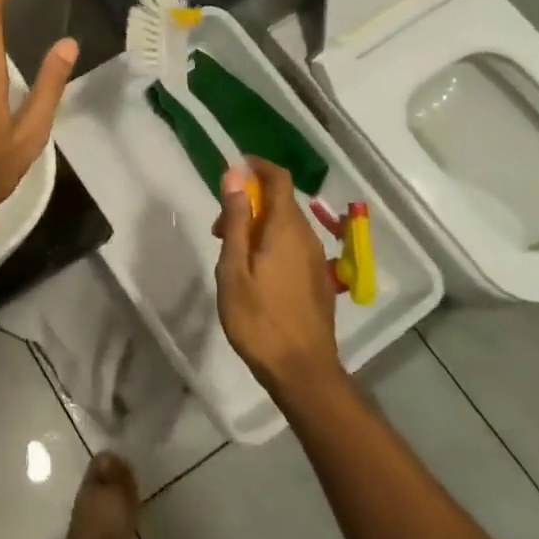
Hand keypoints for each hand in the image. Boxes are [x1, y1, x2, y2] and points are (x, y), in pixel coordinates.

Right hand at [214, 158, 345, 404]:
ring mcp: (317, 260)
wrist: (303, 371)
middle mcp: (307, 237)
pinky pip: (294, 245)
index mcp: (286, 229)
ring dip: (259, 224)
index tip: (233, 169)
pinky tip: (255, 272)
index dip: (257, 166)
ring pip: (287, 225)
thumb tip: (235, 175)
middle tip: (220, 227)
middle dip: (251, 201)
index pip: (279, 178)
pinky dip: (272, 242)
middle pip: (281, 201)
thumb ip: (236, 220)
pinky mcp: (318, 280)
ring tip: (232, 253)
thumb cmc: (259, 319)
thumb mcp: (234, 268)